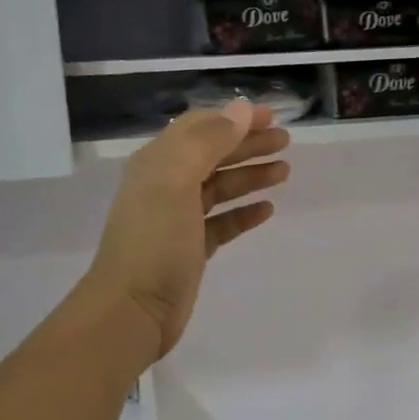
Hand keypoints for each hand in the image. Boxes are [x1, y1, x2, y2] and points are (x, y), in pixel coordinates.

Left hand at [78, 102, 290, 362]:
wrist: (133, 310)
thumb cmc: (154, 241)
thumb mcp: (176, 181)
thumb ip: (209, 142)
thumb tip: (242, 109)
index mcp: (158, 163)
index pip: (200, 128)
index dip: (235, 120)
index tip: (272, 118)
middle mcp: (166, 185)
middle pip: (213, 155)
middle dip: (248, 145)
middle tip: (286, 142)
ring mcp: (178, 219)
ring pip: (220, 187)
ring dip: (251, 176)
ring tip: (284, 172)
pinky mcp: (191, 248)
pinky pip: (222, 222)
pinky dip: (244, 213)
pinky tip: (267, 210)